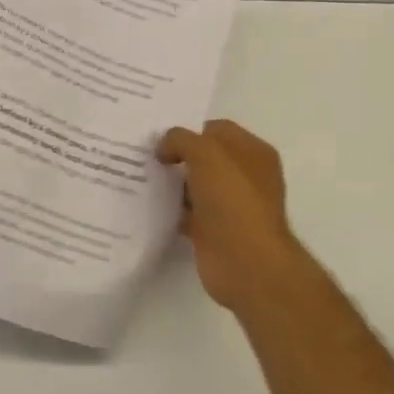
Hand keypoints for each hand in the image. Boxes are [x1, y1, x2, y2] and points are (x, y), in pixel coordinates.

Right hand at [157, 119, 317, 314]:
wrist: (246, 264)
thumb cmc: (233, 201)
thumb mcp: (206, 155)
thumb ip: (181, 140)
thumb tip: (164, 149)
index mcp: (253, 152)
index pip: (217, 130)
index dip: (189, 130)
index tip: (158, 137)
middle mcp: (245, 176)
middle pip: (204, 157)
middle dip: (177, 155)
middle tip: (143, 155)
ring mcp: (230, 205)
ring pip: (194, 185)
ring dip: (172, 183)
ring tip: (140, 177)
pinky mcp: (214, 231)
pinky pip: (187, 212)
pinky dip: (171, 210)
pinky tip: (148, 206)